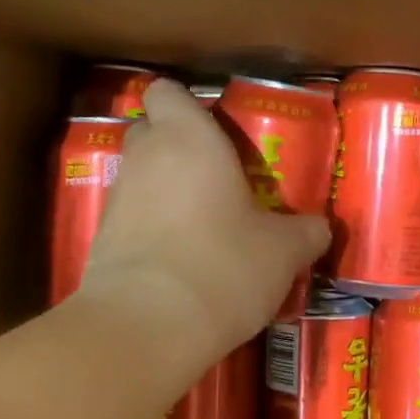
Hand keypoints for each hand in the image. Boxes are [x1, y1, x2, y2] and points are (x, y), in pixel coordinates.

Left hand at [79, 80, 328, 366]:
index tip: (213, 128)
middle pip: (149, 130)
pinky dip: (149, 227)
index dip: (185, 104)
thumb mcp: (282, 251)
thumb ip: (304, 232)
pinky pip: (129, 217)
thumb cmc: (222, 264)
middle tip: (215, 174)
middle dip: (175, 145)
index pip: (166, 91)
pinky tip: (178, 259)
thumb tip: (319, 228)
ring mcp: (116, 198)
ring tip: (201, 222)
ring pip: (139, 175)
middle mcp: (145, 157)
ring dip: (163, 189)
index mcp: (188, 137)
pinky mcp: (100, 240)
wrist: (145, 327)